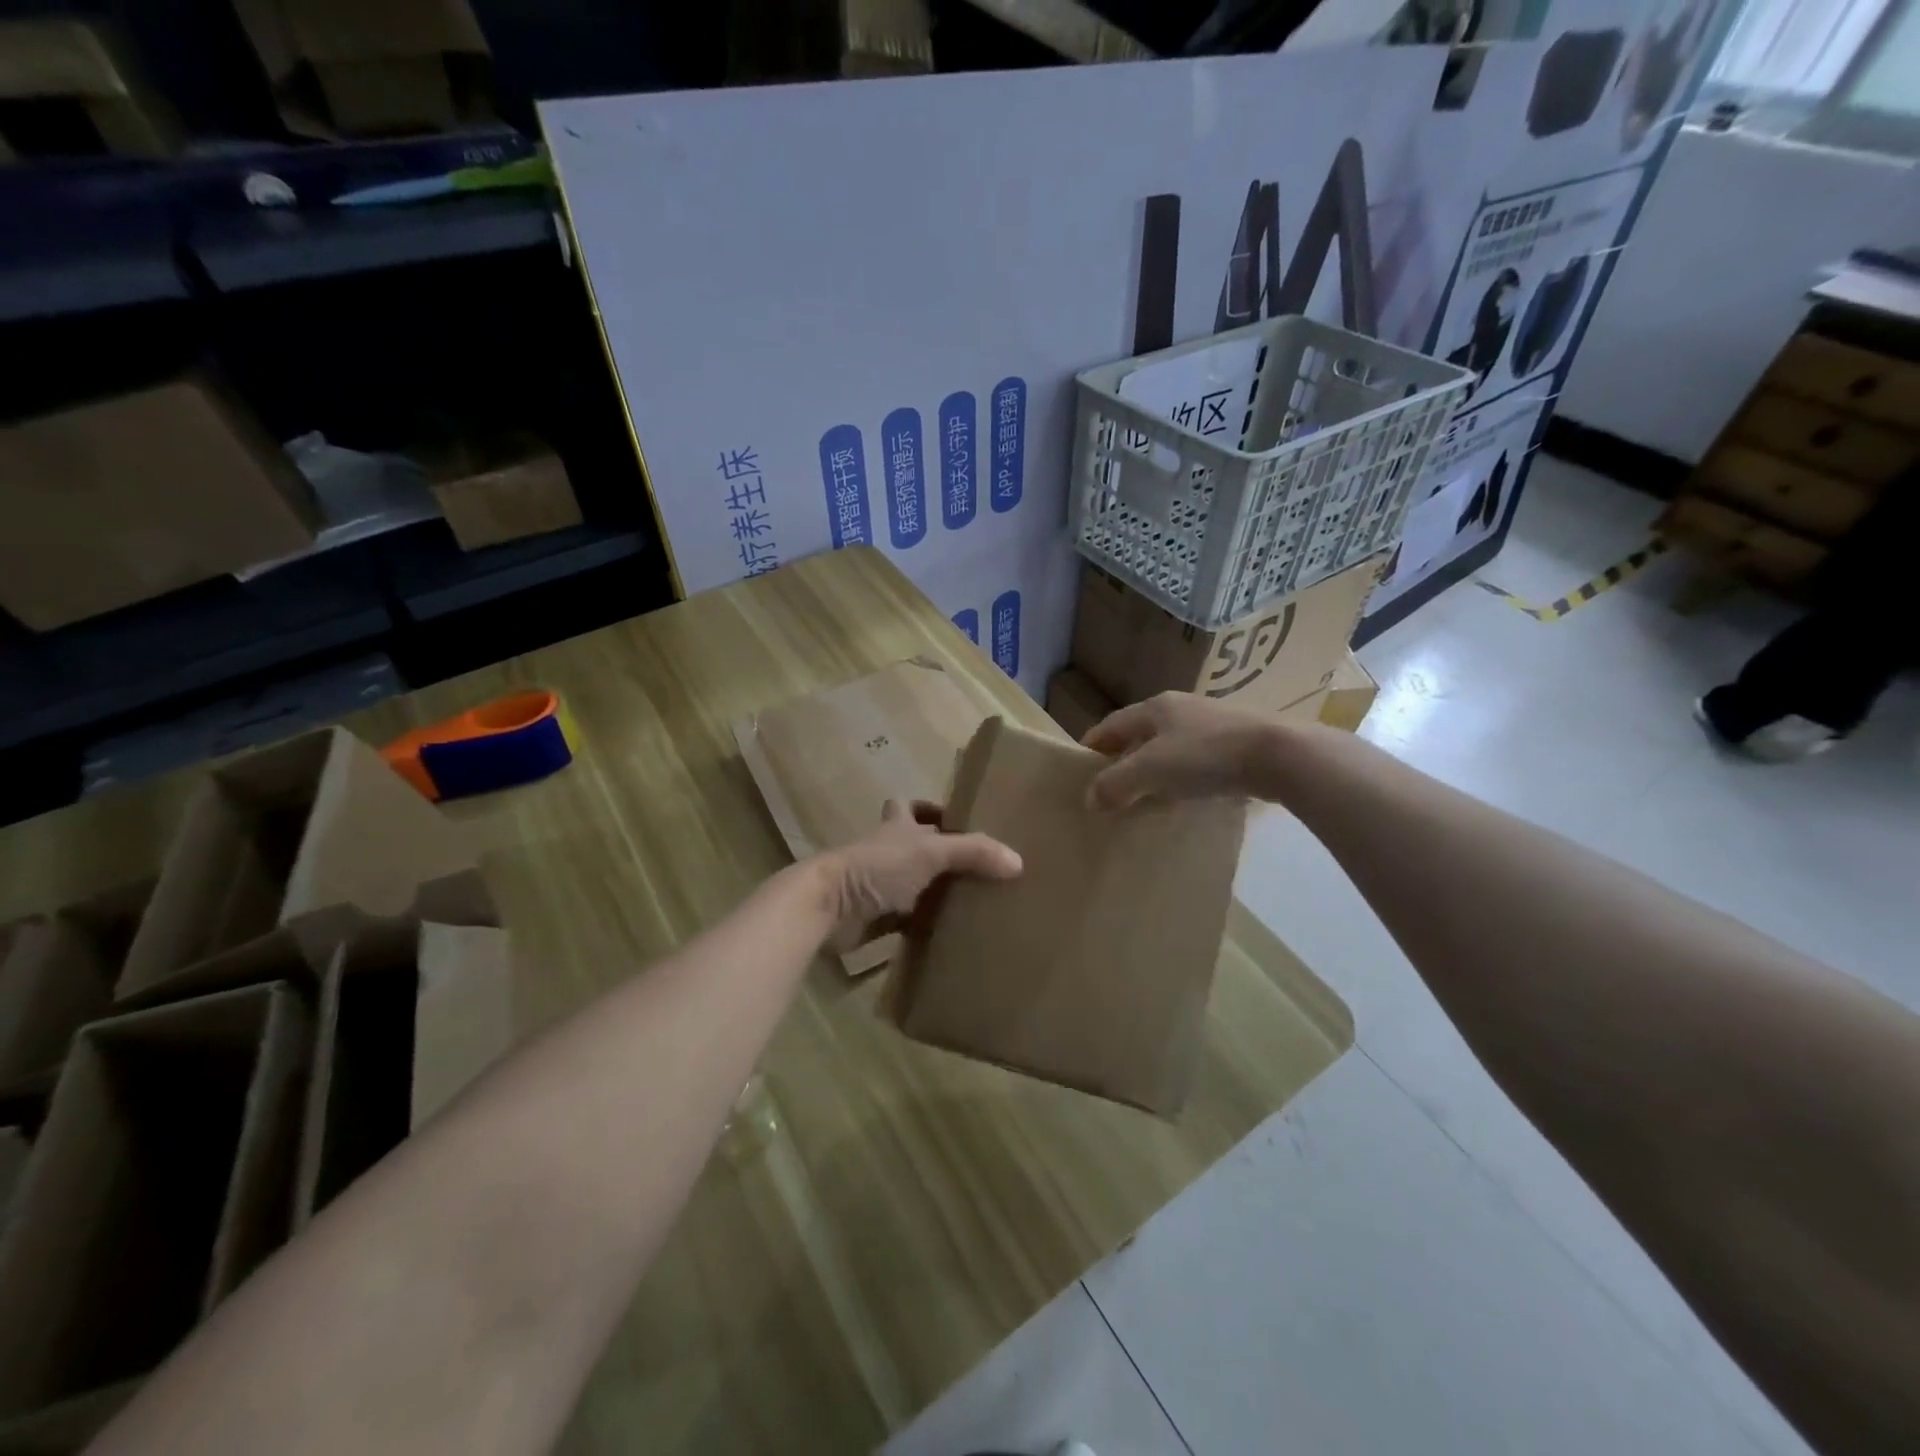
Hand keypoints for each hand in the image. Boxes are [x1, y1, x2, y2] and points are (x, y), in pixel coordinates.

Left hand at [820, 800, 1021, 943]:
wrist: (828, 908)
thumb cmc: (876, 868)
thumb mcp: (930, 853)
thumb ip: (973, 853)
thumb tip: (1017, 861)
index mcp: (896, 827)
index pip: (909, 807)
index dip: (930, 810)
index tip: (958, 821)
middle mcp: (886, 852)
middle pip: (913, 847)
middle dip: (941, 854)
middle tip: (978, 867)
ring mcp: (878, 886)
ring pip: (912, 885)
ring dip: (935, 892)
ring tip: (975, 902)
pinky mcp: (875, 919)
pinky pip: (906, 921)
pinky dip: (924, 926)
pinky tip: (950, 935)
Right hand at [1082, 692, 1279, 810]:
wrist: (1280, 754)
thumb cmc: (1205, 757)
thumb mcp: (1150, 771)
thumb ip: (1115, 784)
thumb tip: (1090, 799)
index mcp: (1153, 708)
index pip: (1109, 726)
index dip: (1091, 749)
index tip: (1078, 775)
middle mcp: (1179, 708)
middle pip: (1138, 735)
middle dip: (1122, 761)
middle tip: (1109, 791)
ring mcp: (1210, 723)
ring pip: (1168, 747)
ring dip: (1153, 771)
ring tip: (1145, 798)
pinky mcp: (1236, 742)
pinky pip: (1195, 759)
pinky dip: (1181, 777)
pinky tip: (1185, 796)